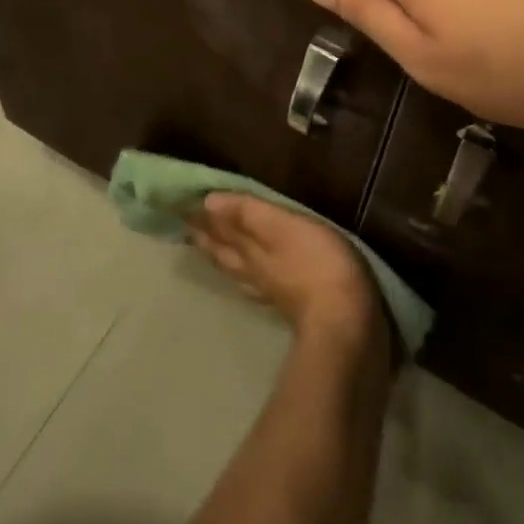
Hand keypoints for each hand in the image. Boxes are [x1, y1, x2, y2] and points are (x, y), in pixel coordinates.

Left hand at [186, 194, 382, 344]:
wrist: (344, 321)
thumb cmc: (315, 263)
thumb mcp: (283, 227)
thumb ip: (248, 214)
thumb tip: (208, 202)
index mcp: (248, 250)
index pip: (218, 229)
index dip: (201, 217)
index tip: (180, 204)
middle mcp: (251, 271)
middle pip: (222, 251)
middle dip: (205, 236)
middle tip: (187, 223)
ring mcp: (268, 290)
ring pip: (235, 269)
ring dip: (220, 254)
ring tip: (208, 245)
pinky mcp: (288, 304)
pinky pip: (254, 283)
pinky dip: (245, 274)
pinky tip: (250, 277)